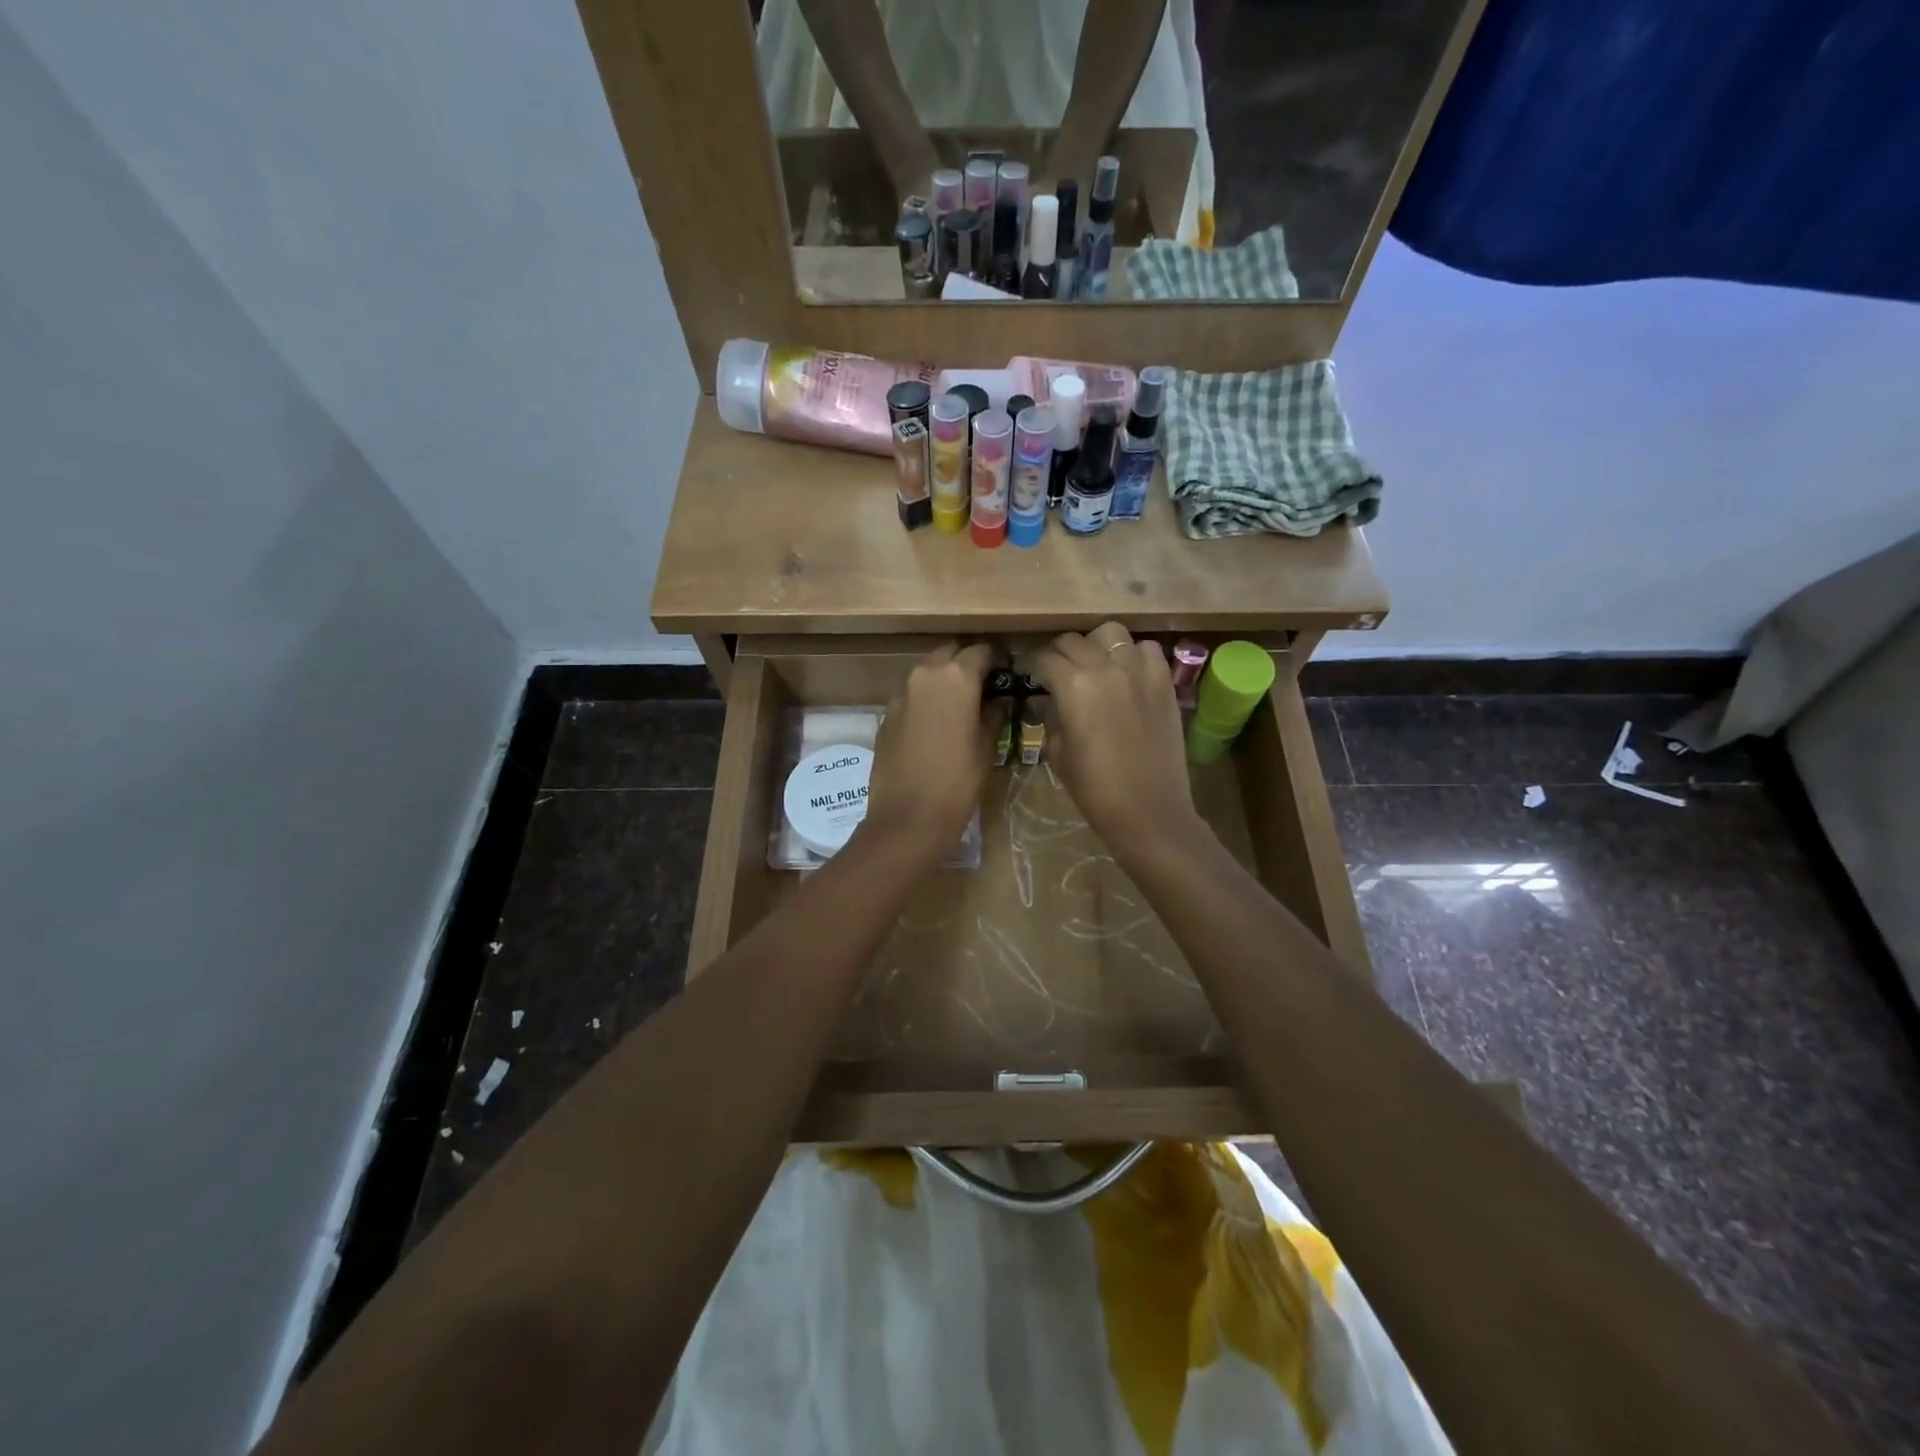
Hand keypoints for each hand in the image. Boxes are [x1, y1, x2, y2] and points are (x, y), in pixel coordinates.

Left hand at [860, 643, 1003, 864]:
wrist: (908, 817)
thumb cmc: (958, 781)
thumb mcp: (988, 746)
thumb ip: (994, 713)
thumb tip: (997, 699)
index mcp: (956, 676)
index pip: (983, 650)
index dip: (999, 659)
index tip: (1008, 673)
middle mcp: (925, 674)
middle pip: (951, 653)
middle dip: (968, 663)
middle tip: (984, 686)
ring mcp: (901, 693)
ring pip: (928, 672)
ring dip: (945, 680)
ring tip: (961, 705)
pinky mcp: (886, 714)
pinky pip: (912, 694)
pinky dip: (926, 699)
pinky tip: (936, 724)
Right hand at [1027, 623, 1198, 852]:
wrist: (1149, 811)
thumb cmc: (1094, 789)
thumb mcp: (1058, 752)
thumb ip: (1049, 716)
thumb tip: (1043, 699)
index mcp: (1073, 685)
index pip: (1043, 658)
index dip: (1029, 664)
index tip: (1024, 673)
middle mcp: (1106, 666)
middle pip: (1072, 641)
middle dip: (1056, 654)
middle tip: (1052, 673)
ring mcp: (1139, 670)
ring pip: (1110, 633)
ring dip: (1094, 645)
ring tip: (1091, 665)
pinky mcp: (1164, 681)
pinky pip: (1146, 649)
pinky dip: (1132, 654)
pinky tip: (1126, 674)